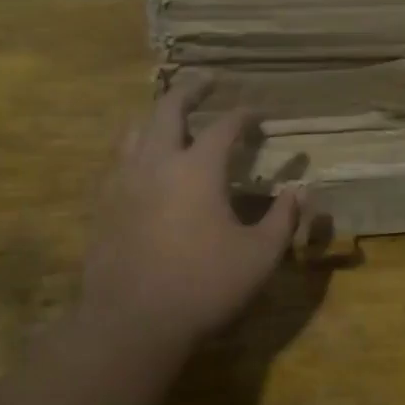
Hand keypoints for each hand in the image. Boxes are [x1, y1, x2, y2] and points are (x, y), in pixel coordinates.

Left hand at [78, 89, 300, 360]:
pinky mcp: (103, 205)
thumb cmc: (204, 286)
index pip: (225, 127)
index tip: (258, 112)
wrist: (131, 323)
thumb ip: (283, 219)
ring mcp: (123, 182)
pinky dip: (135, 148)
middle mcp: (157, 162)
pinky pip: (118, 161)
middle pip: (169, 109)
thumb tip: (301, 191)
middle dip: (191, 91)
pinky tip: (142, 164)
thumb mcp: (259, 256)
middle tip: (206, 82)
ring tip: (170, 116)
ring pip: (135, 130)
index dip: (245, 115)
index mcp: (197, 168)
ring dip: (156, 115)